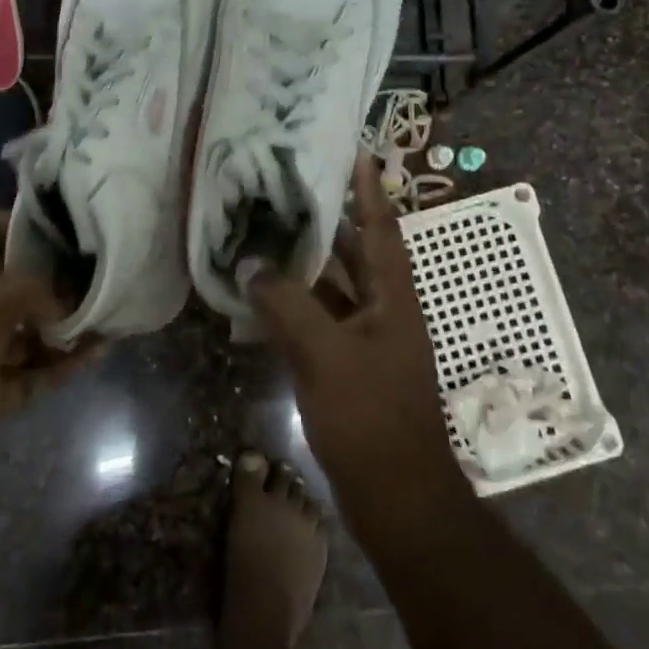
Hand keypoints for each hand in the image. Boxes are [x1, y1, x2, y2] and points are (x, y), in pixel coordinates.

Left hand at [0, 212, 99, 494]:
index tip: (56, 230)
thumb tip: (64, 300)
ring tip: (107, 316)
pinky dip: (63, 364)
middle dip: (52, 279)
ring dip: (64, 325)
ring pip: (26, 331)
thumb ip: (29, 290)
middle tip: (95, 276)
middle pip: (11, 281)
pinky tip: (98, 353)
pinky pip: (33, 372)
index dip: (11, 222)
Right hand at [242, 155, 464, 516]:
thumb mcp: (326, 354)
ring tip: (268, 230)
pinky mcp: (347, 366)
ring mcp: (365, 340)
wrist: (397, 497)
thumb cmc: (372, 417)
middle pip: (355, 252)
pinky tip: (261, 295)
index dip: (369, 189)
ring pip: (333, 287)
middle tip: (291, 186)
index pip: (381, 227)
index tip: (355, 151)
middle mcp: (383, 310)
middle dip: (328, 219)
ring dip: (305, 263)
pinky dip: (293, 305)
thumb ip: (287, 305)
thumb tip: (251, 263)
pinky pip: (318, 321)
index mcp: (393, 297)